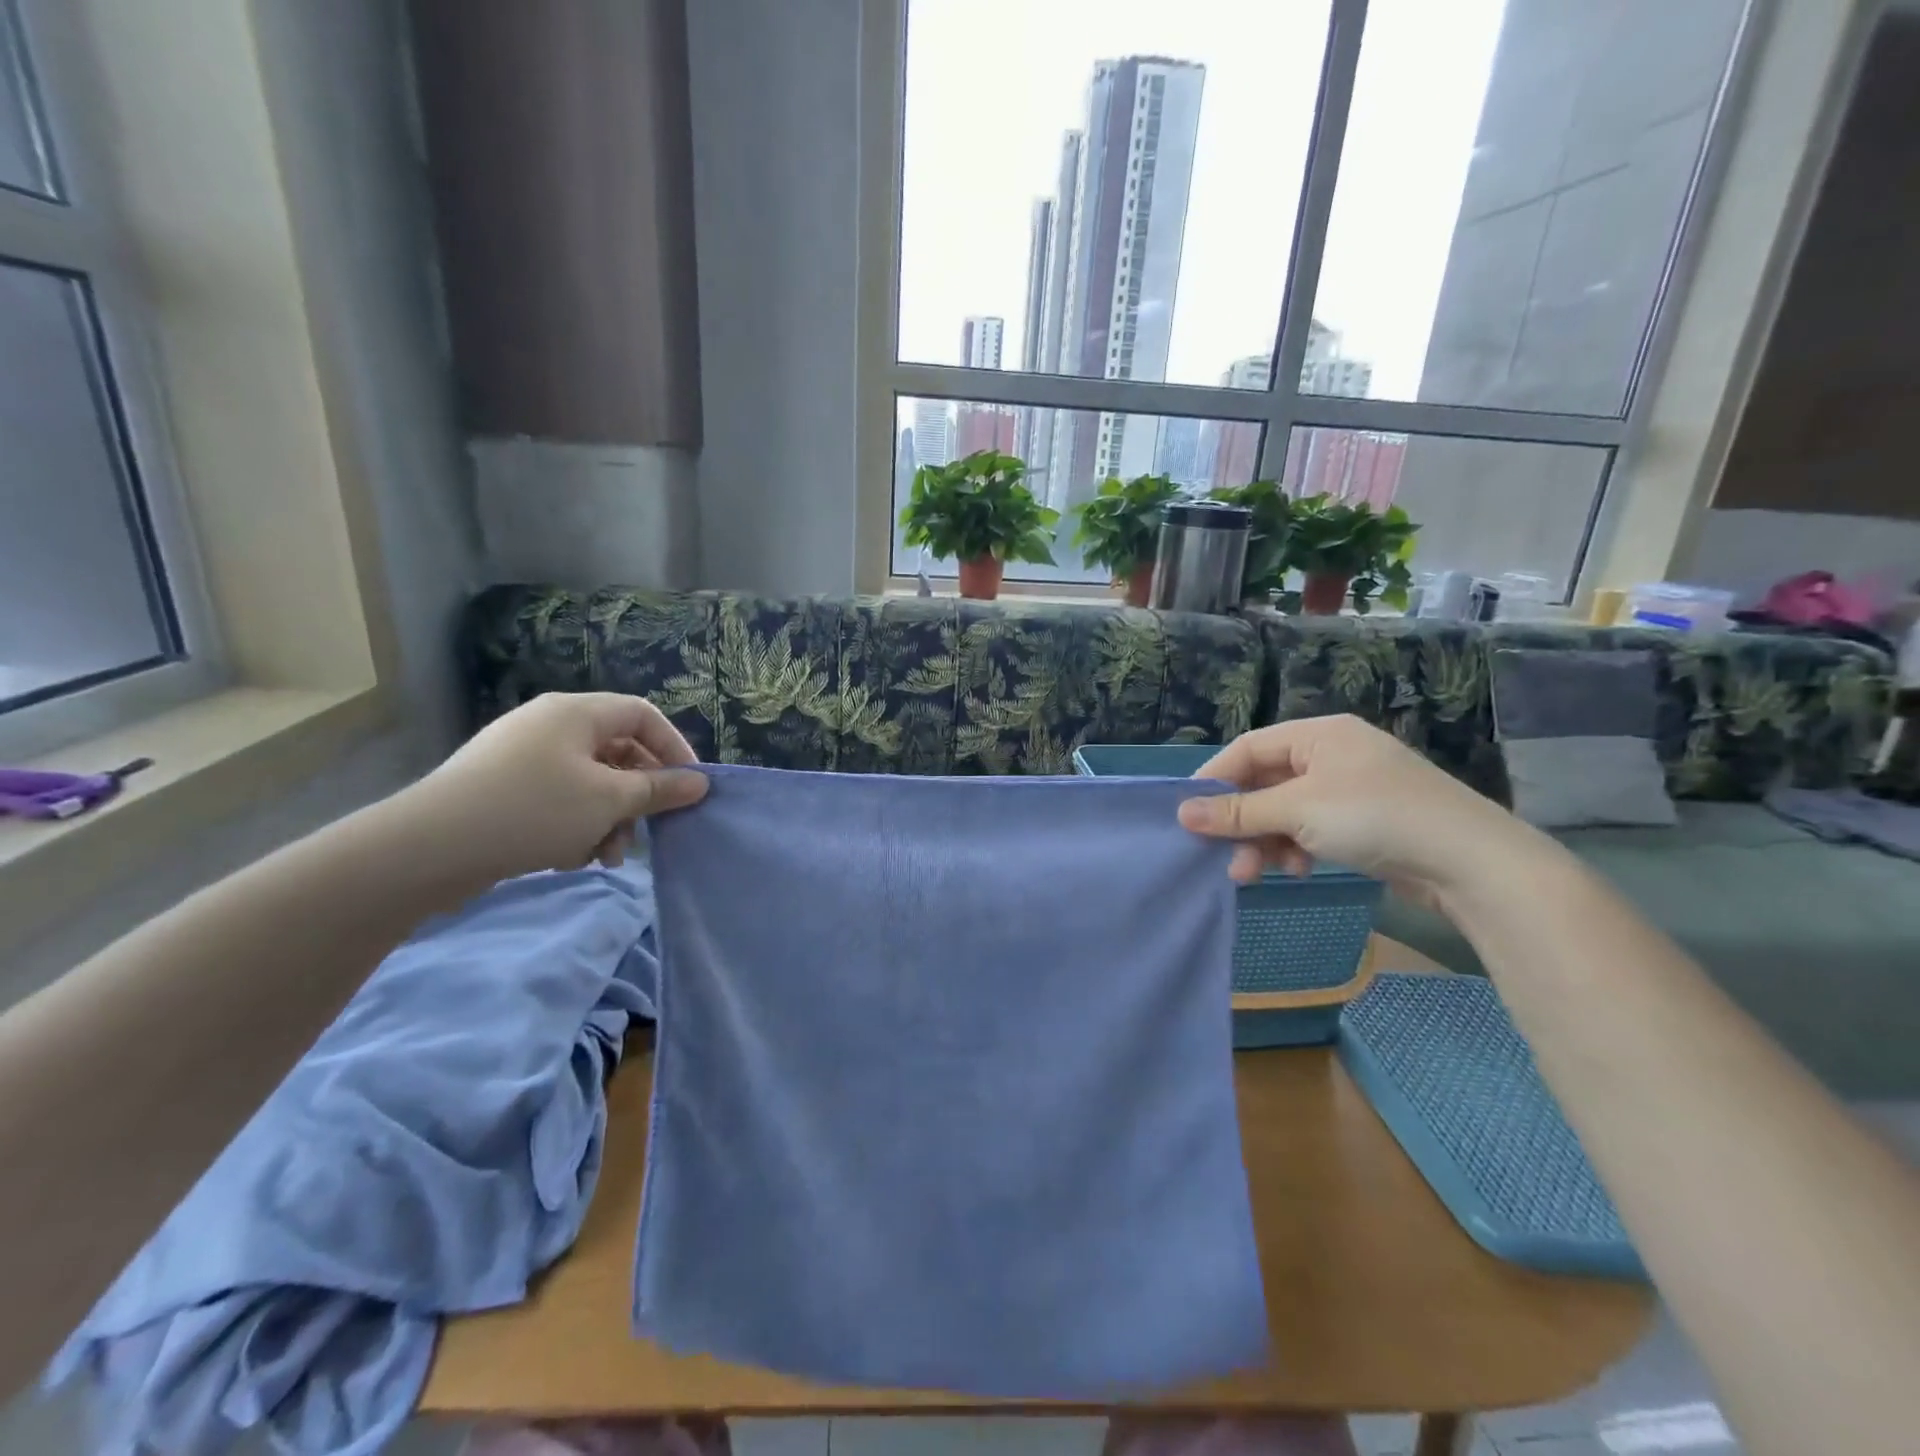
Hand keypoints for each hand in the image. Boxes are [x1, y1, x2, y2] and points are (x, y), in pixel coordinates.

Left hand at [397, 693, 707, 887]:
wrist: (427, 848)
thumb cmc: (533, 811)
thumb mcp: (609, 801)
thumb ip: (660, 790)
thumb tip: (700, 782)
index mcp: (576, 713)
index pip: (644, 715)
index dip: (674, 748)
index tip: (690, 787)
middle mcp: (550, 726)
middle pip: (618, 752)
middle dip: (637, 797)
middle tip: (647, 831)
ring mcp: (521, 757)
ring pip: (589, 782)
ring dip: (608, 819)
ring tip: (605, 858)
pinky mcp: (502, 788)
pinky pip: (558, 799)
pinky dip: (575, 825)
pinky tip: (569, 857)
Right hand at [1176, 714, 1539, 908]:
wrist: (1470, 862)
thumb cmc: (1375, 817)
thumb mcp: (1297, 811)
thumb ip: (1238, 812)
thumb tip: (1182, 813)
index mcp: (1319, 734)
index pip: (1249, 748)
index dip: (1215, 779)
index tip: (1188, 813)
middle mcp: (1333, 754)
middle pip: (1266, 783)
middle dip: (1243, 822)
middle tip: (1224, 857)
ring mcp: (1351, 789)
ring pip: (1287, 811)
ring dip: (1266, 841)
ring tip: (1257, 873)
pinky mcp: (1365, 821)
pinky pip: (1312, 828)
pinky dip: (1296, 847)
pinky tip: (1298, 869)